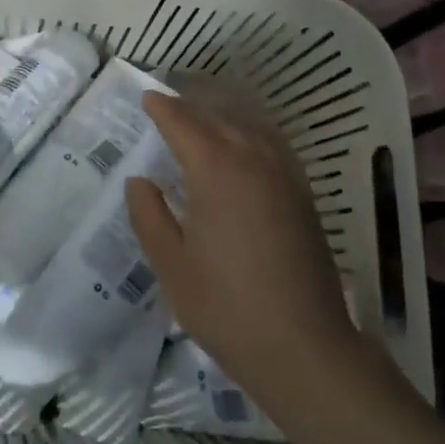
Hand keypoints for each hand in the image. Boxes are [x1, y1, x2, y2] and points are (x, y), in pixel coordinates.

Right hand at [125, 92, 360, 414]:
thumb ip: (149, 215)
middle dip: (189, 104)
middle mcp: (252, 156)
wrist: (305, 347)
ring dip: (220, 112)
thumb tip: (139, 181)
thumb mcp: (171, 265)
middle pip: (216, 115)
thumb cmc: (227, 307)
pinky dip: (249, 129)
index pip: (182, 121)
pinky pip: (271, 141)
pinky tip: (242, 143)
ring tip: (199, 113)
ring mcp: (284, 172)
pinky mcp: (302, 191)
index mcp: (215, 168)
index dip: (161, 106)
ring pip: (247, 123)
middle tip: (165, 102)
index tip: (145, 96)